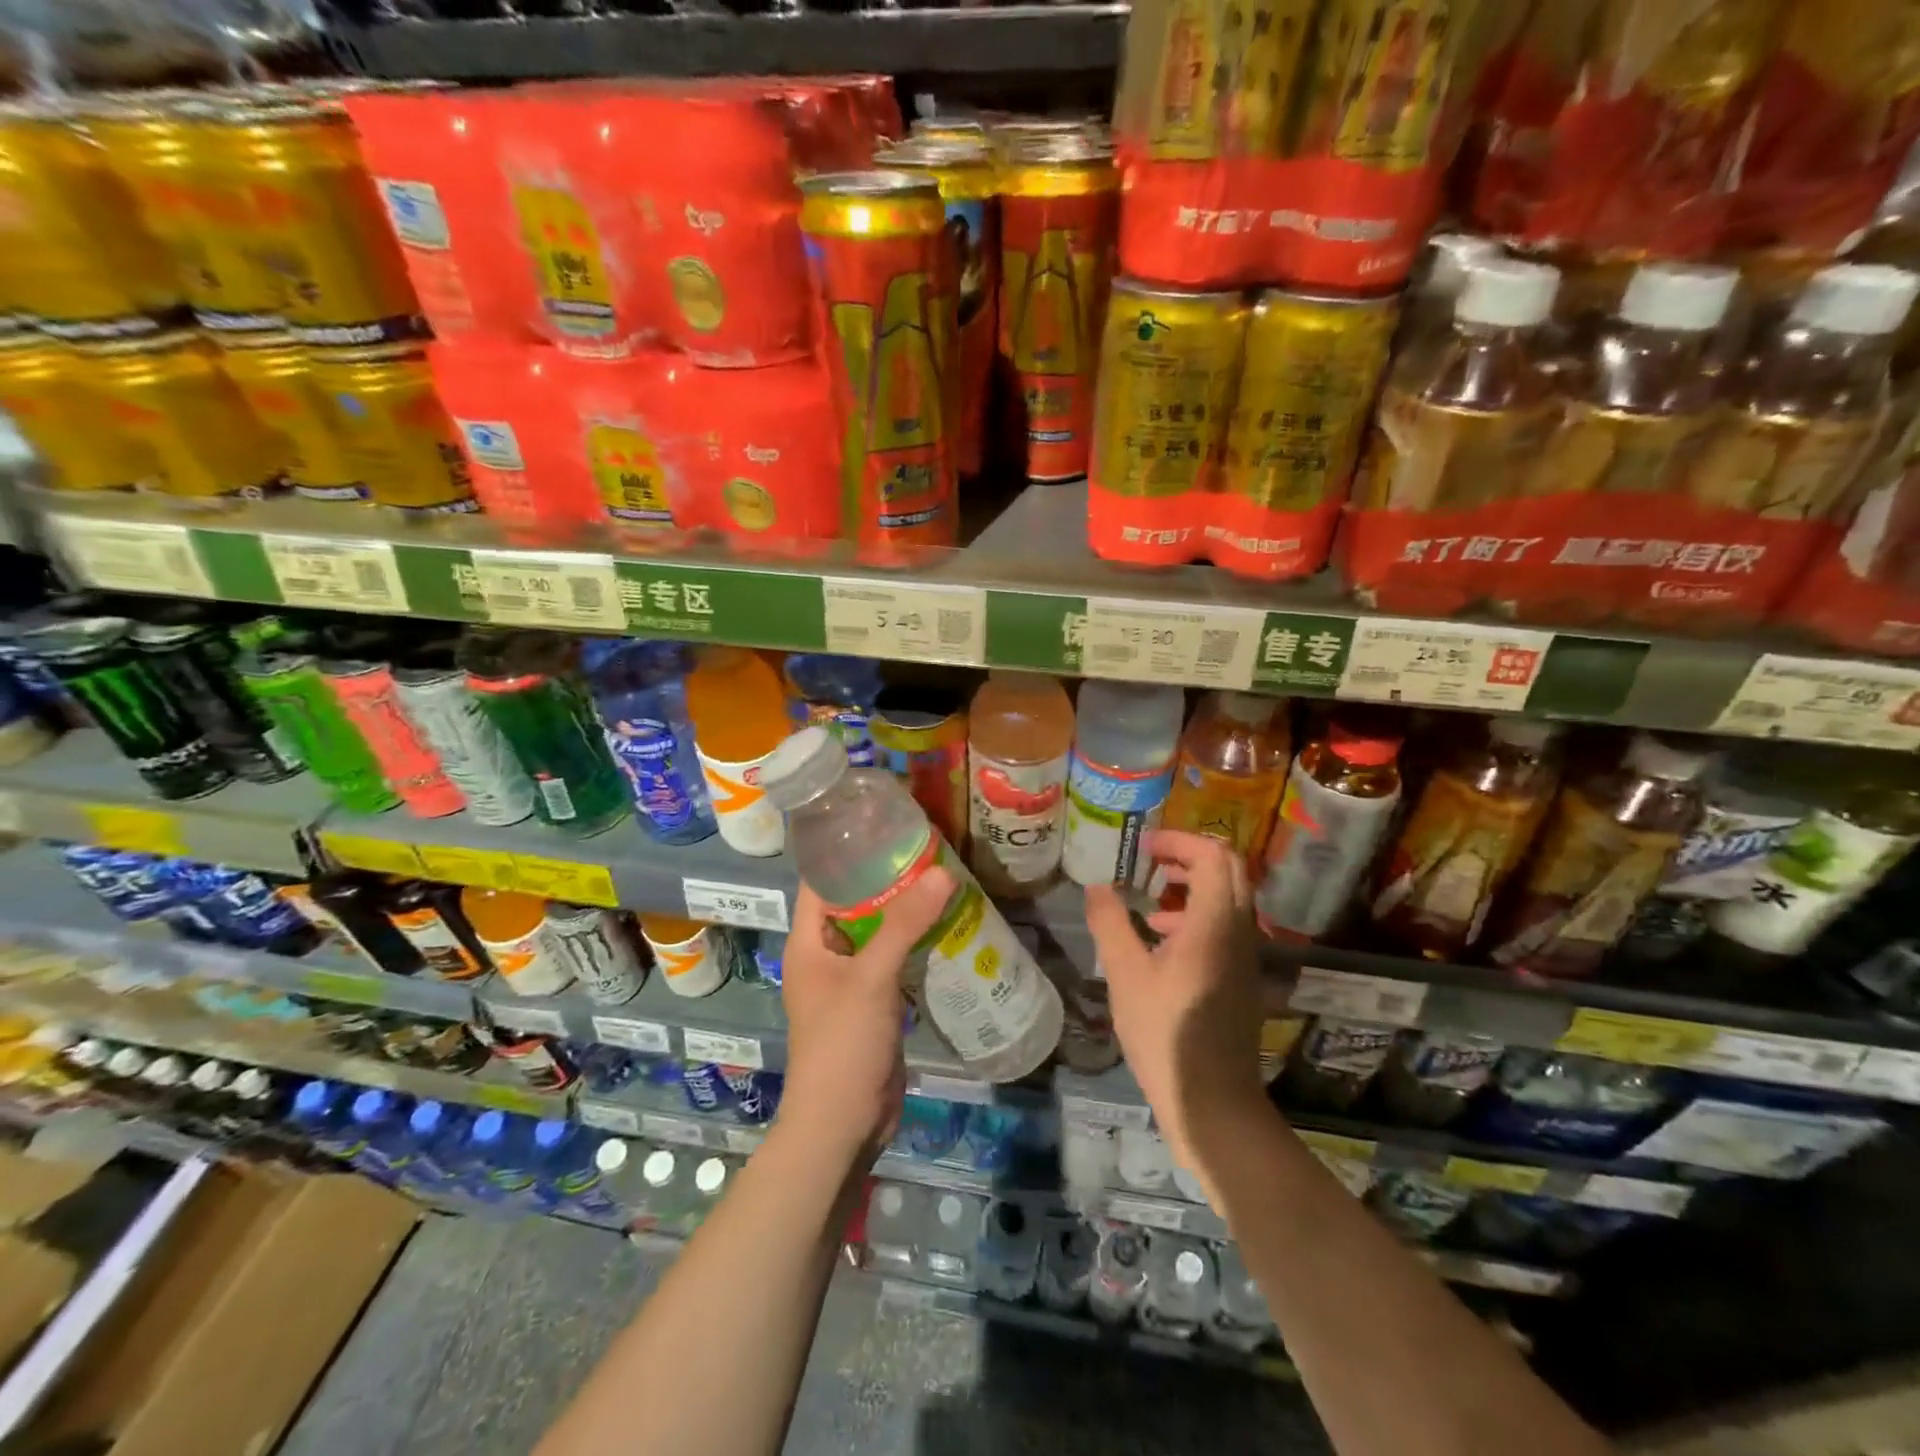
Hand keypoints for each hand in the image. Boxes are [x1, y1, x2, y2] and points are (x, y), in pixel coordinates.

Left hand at [778, 866, 954, 1163]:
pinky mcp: (873, 1003)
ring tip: (944, 880)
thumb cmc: (842, 1044)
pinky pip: (893, 960)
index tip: (886, 825)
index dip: (847, 851)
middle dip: (887, 879)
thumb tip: (942, 873)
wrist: (842, 1124)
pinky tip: (945, 928)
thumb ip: (905, 925)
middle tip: (929, 850)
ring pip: (877, 933)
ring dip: (904, 912)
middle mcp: (825, 955)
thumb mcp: (872, 979)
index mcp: (808, 942)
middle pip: (854, 904)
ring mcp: (849, 981)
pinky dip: (914, 943)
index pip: (822, 881)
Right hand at [1085, 830, 1268, 1176]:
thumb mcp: (1125, 975)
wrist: (1213, 1102)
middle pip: (1229, 870)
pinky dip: (1196, 916)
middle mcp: (1239, 931)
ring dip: (1193, 887)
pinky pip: (1225, 926)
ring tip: (1150, 904)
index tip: (1145, 846)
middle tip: (1151, 862)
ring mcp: (1245, 956)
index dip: (1179, 841)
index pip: (1213, 855)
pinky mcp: (1240, 977)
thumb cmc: (1166, 1034)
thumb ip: (1110, 923)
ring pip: (1229, 898)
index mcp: (1214, 923)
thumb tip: (1098, 886)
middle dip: (1189, 857)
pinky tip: (1161, 942)